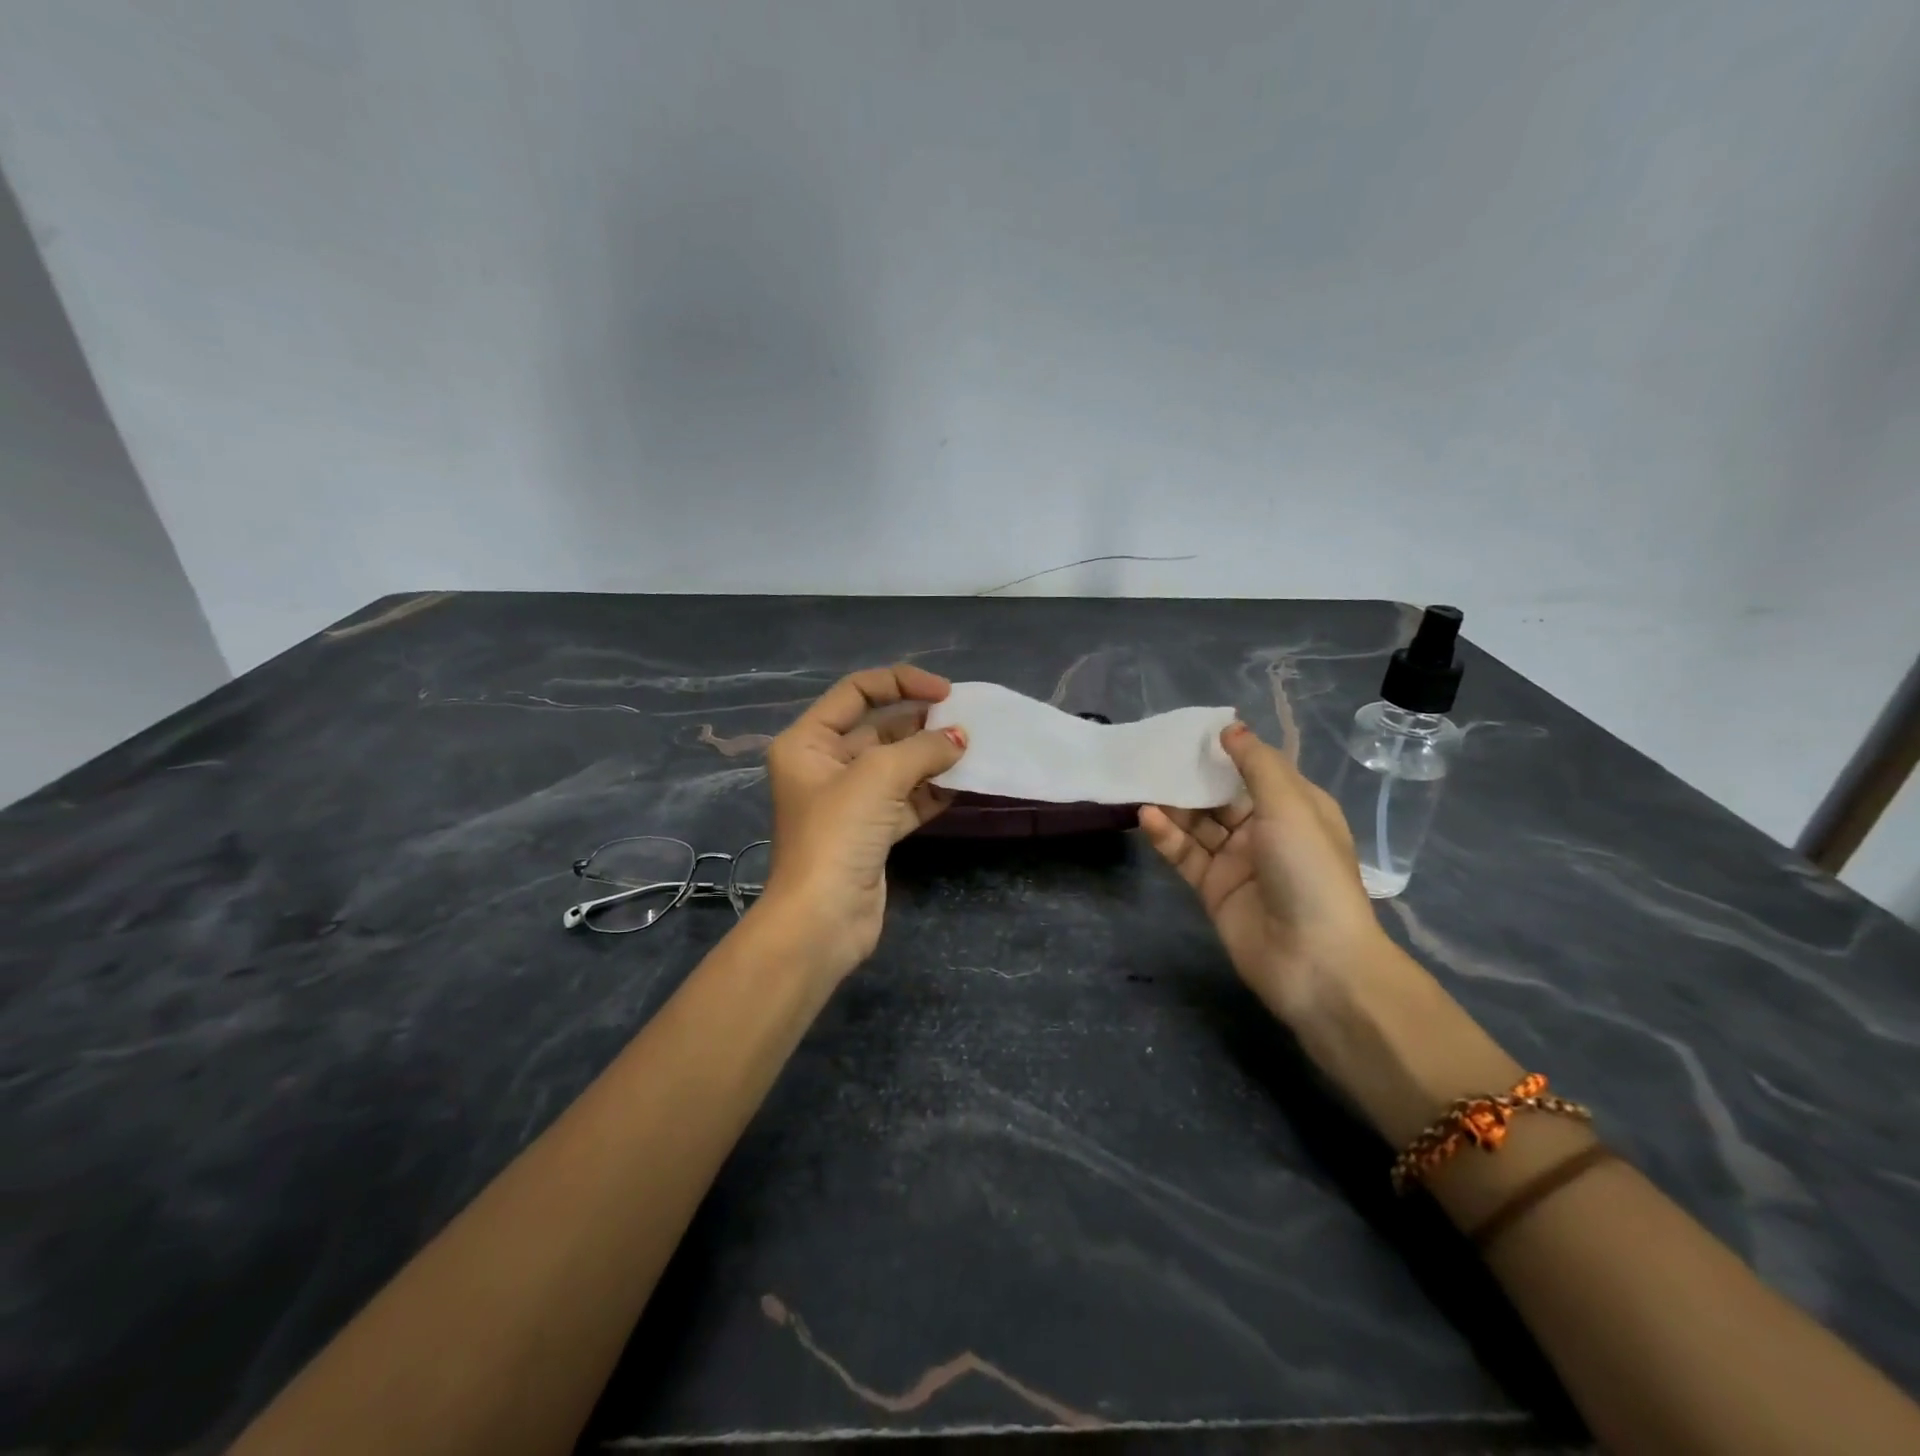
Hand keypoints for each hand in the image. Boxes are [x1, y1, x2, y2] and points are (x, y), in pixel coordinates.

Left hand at [759, 665, 967, 976]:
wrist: (822, 920)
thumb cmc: (838, 834)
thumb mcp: (879, 776)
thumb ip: (924, 748)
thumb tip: (961, 738)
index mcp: (808, 742)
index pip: (856, 692)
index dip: (901, 683)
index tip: (945, 692)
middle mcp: (824, 766)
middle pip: (880, 729)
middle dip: (922, 724)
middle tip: (966, 724)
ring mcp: (849, 801)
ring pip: (897, 766)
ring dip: (932, 758)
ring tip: (972, 751)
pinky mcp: (871, 832)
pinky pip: (906, 800)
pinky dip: (932, 791)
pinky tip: (963, 784)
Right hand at [1139, 722, 1386, 1024]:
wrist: (1315, 962)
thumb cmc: (1309, 872)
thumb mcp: (1290, 807)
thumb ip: (1256, 765)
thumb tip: (1231, 728)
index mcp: (1295, 807)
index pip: (1256, 769)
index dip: (1226, 750)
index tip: (1190, 731)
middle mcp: (1266, 830)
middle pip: (1221, 796)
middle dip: (1192, 777)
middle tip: (1153, 755)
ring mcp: (1238, 861)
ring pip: (1198, 824)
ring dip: (1174, 805)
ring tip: (1142, 782)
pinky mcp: (1213, 888)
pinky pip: (1186, 854)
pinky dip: (1166, 836)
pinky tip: (1147, 817)